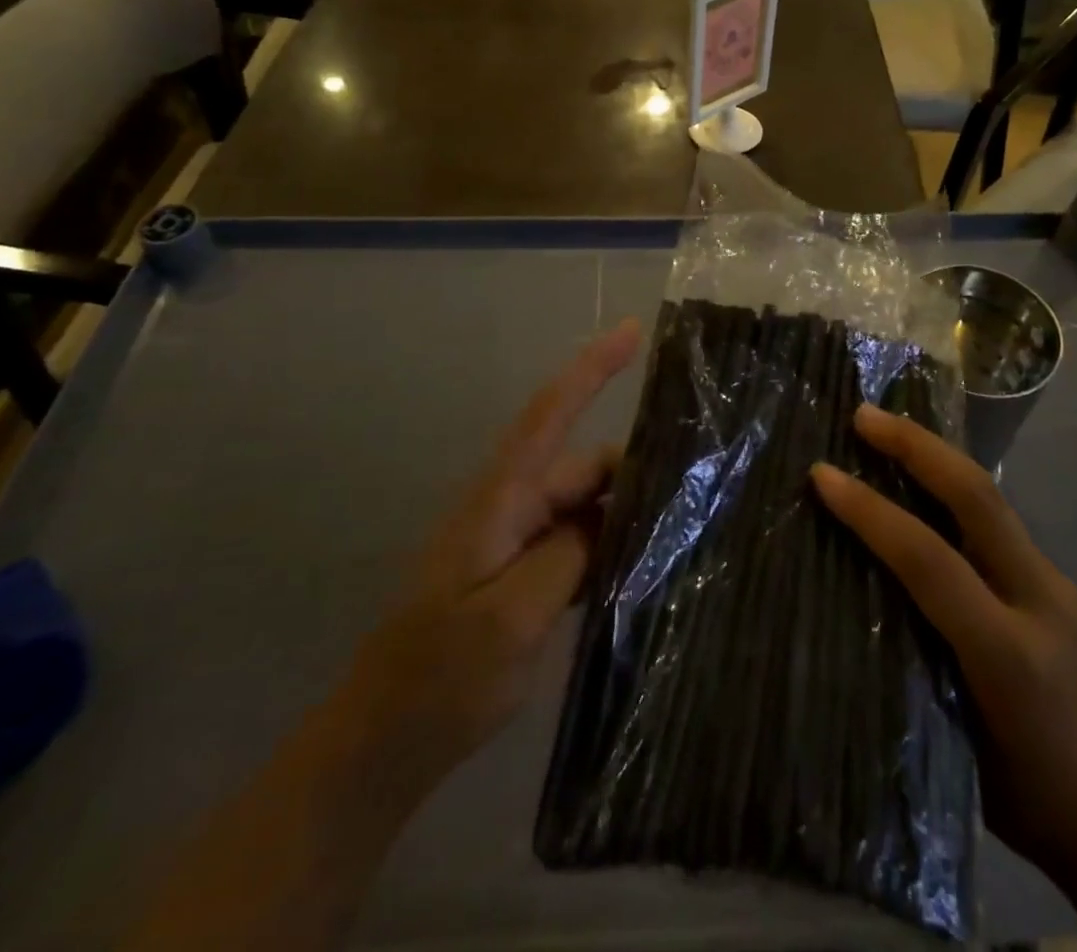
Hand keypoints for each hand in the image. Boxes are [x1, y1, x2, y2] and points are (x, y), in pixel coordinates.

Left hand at [349, 320, 641, 778]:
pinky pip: (575, 543)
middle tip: (695, 484)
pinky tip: (643, 566)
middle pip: (582, 466)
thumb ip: (565, 556)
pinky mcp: (520, 577)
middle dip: (633, 466)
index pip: (549, 415)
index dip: (591, 369)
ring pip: (583, 506)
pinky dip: (608, 545)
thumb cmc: (439, 679)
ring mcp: (513, 544)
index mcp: (499, 502)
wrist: (381, 746)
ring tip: (681, 524)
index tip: (633, 331)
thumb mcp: (509, 619)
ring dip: (625, 509)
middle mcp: (508, 510)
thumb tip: (606, 516)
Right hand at [811, 404, 1076, 887]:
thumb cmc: (1030, 800)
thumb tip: (860, 591)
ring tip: (887, 431)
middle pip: (978, 499)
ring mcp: (1056, 586)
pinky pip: (997, 521)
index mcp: (1008, 654)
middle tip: (864, 415)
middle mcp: (1039, 601)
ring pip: (991, 499)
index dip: (871, 512)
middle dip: (917, 446)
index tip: (822, 475)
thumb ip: (913, 661)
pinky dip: (953, 489)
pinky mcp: (1057, 584)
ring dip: (936, 457)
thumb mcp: (955, 745)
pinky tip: (924, 484)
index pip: (930, 560)